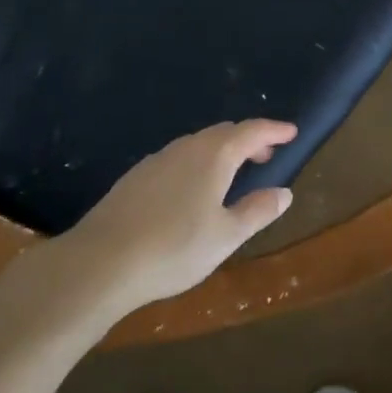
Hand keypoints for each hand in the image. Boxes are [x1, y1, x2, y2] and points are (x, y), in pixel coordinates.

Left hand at [62, 120, 297, 316]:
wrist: (100, 262)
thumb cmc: (174, 247)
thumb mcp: (226, 236)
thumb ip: (257, 211)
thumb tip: (284, 193)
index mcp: (214, 155)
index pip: (251, 131)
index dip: (274, 130)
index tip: (292, 132)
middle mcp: (186, 148)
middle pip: (223, 133)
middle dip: (249, 140)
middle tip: (266, 156)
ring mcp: (157, 160)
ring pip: (198, 145)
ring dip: (221, 152)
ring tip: (233, 174)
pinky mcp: (135, 177)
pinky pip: (177, 159)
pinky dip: (197, 163)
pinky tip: (192, 190)